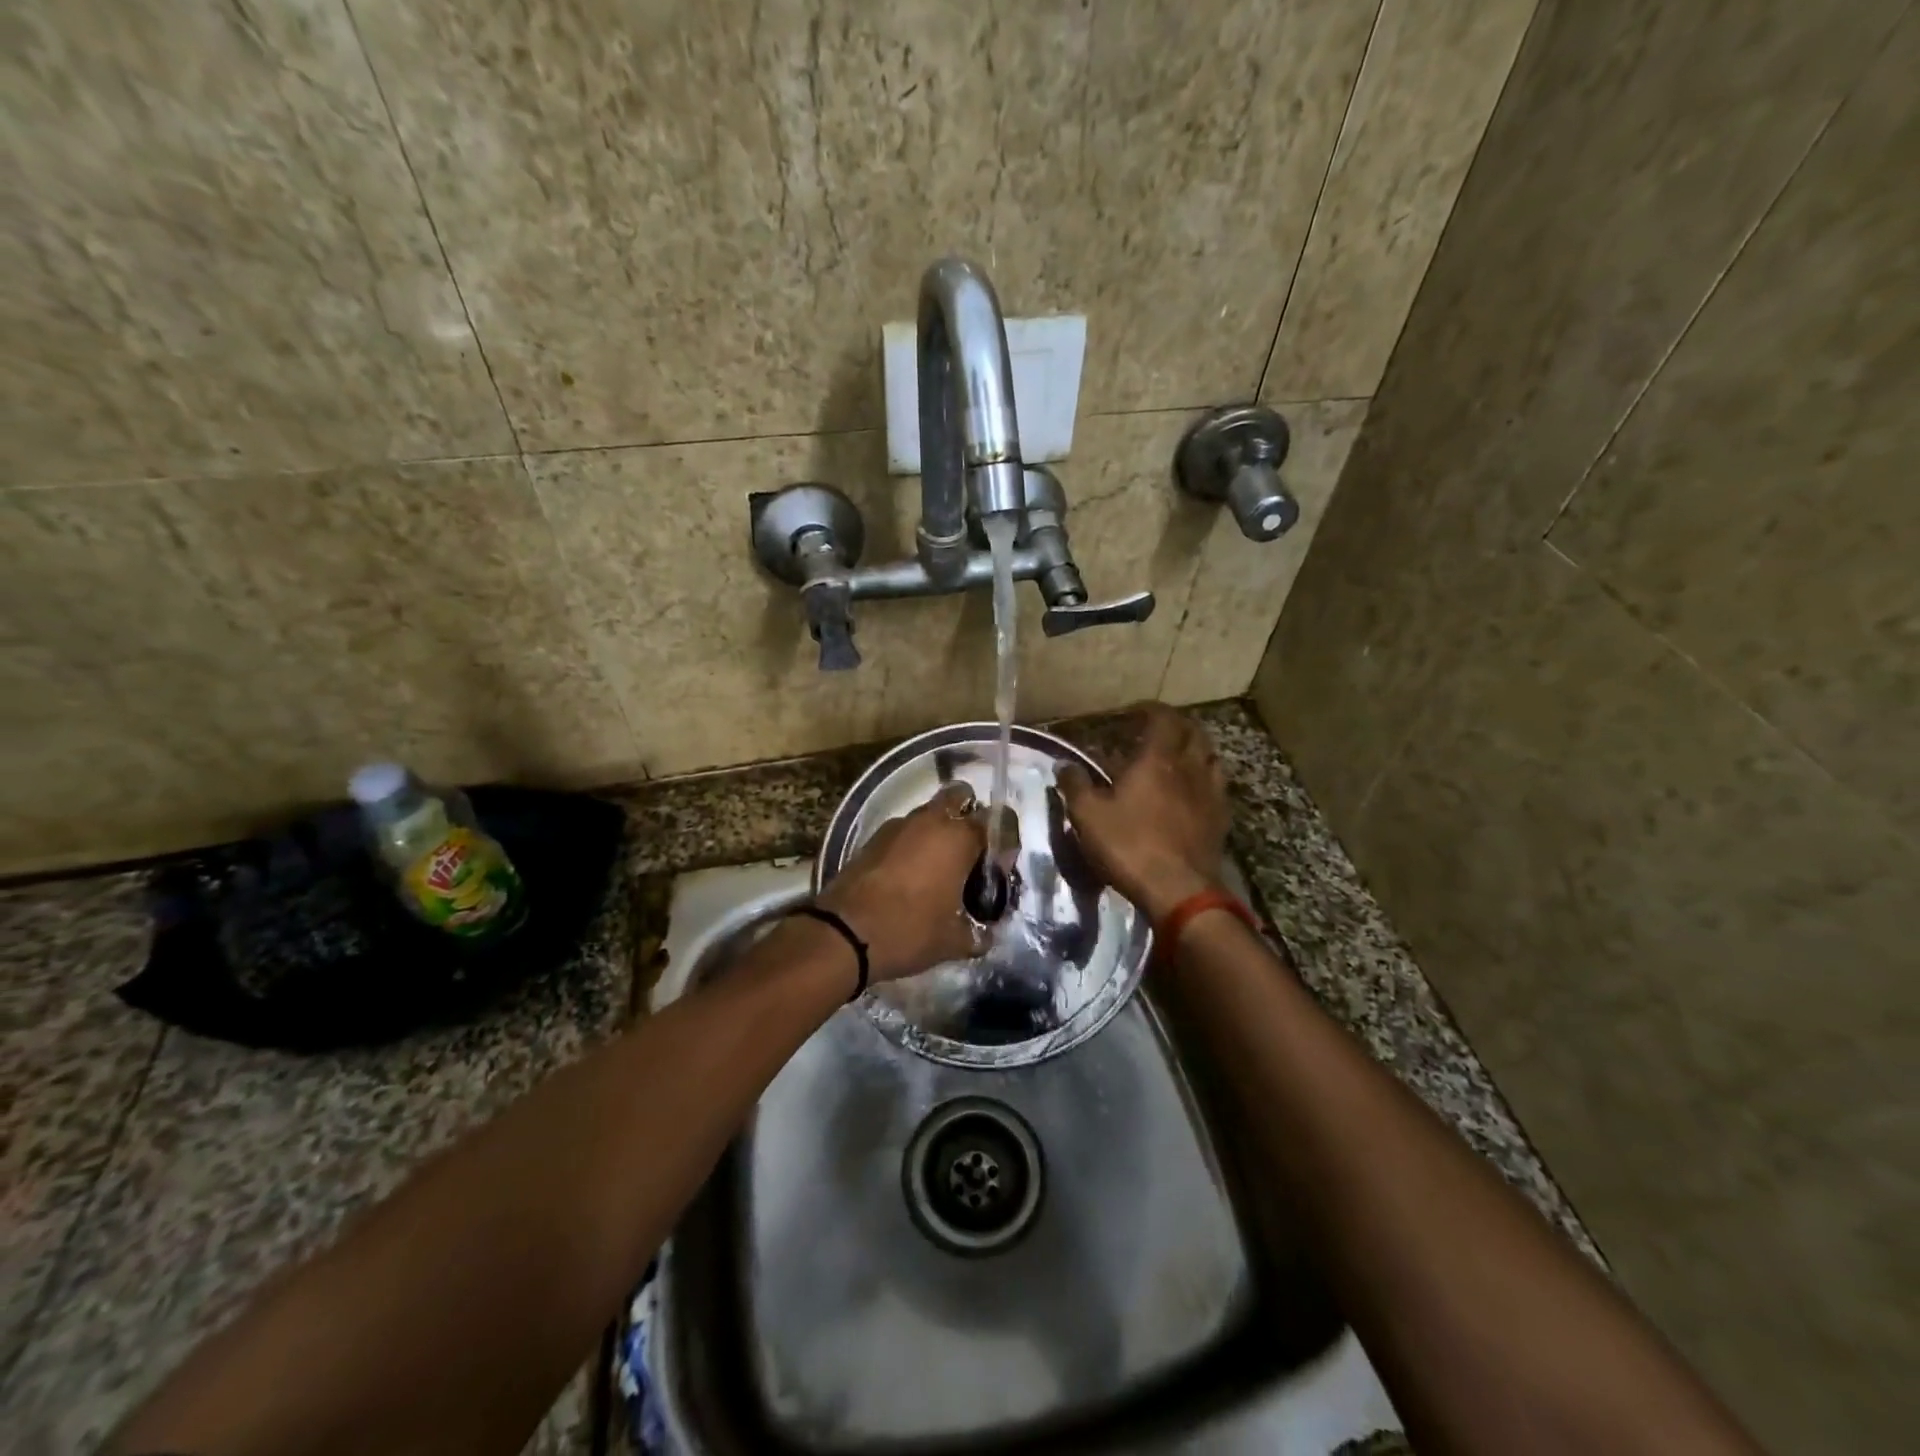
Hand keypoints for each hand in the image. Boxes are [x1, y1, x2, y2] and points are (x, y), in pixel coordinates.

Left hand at [816, 782, 987, 982]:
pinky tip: (910, 877)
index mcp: (958, 837)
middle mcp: (930, 821)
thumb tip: (986, 933)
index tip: (997, 871)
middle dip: (969, 817)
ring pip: (928, 814)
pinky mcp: (873, 838)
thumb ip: (979, 932)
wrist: (843, 935)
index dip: (1003, 843)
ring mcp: (898, 826)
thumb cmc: (909, 931)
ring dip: (938, 832)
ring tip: (939, 871)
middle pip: (959, 797)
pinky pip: (904, 832)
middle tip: (970, 854)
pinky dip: (913, 844)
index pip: (997, 820)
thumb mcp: (955, 941)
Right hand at [1058, 704, 1228, 922]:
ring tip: (1177, 758)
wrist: (1179, 890)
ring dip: (1194, 750)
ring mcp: (1210, 793)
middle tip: (1156, 732)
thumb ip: (1075, 785)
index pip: (1162, 718)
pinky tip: (1193, 792)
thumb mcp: (1088, 815)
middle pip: (1193, 732)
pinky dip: (1205, 779)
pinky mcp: (1221, 818)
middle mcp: (1189, 767)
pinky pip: (1217, 786)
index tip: (1134, 713)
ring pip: (1210, 757)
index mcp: (1157, 759)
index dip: (1149, 710)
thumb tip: (1064, 765)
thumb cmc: (1129, 845)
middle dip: (1175, 725)